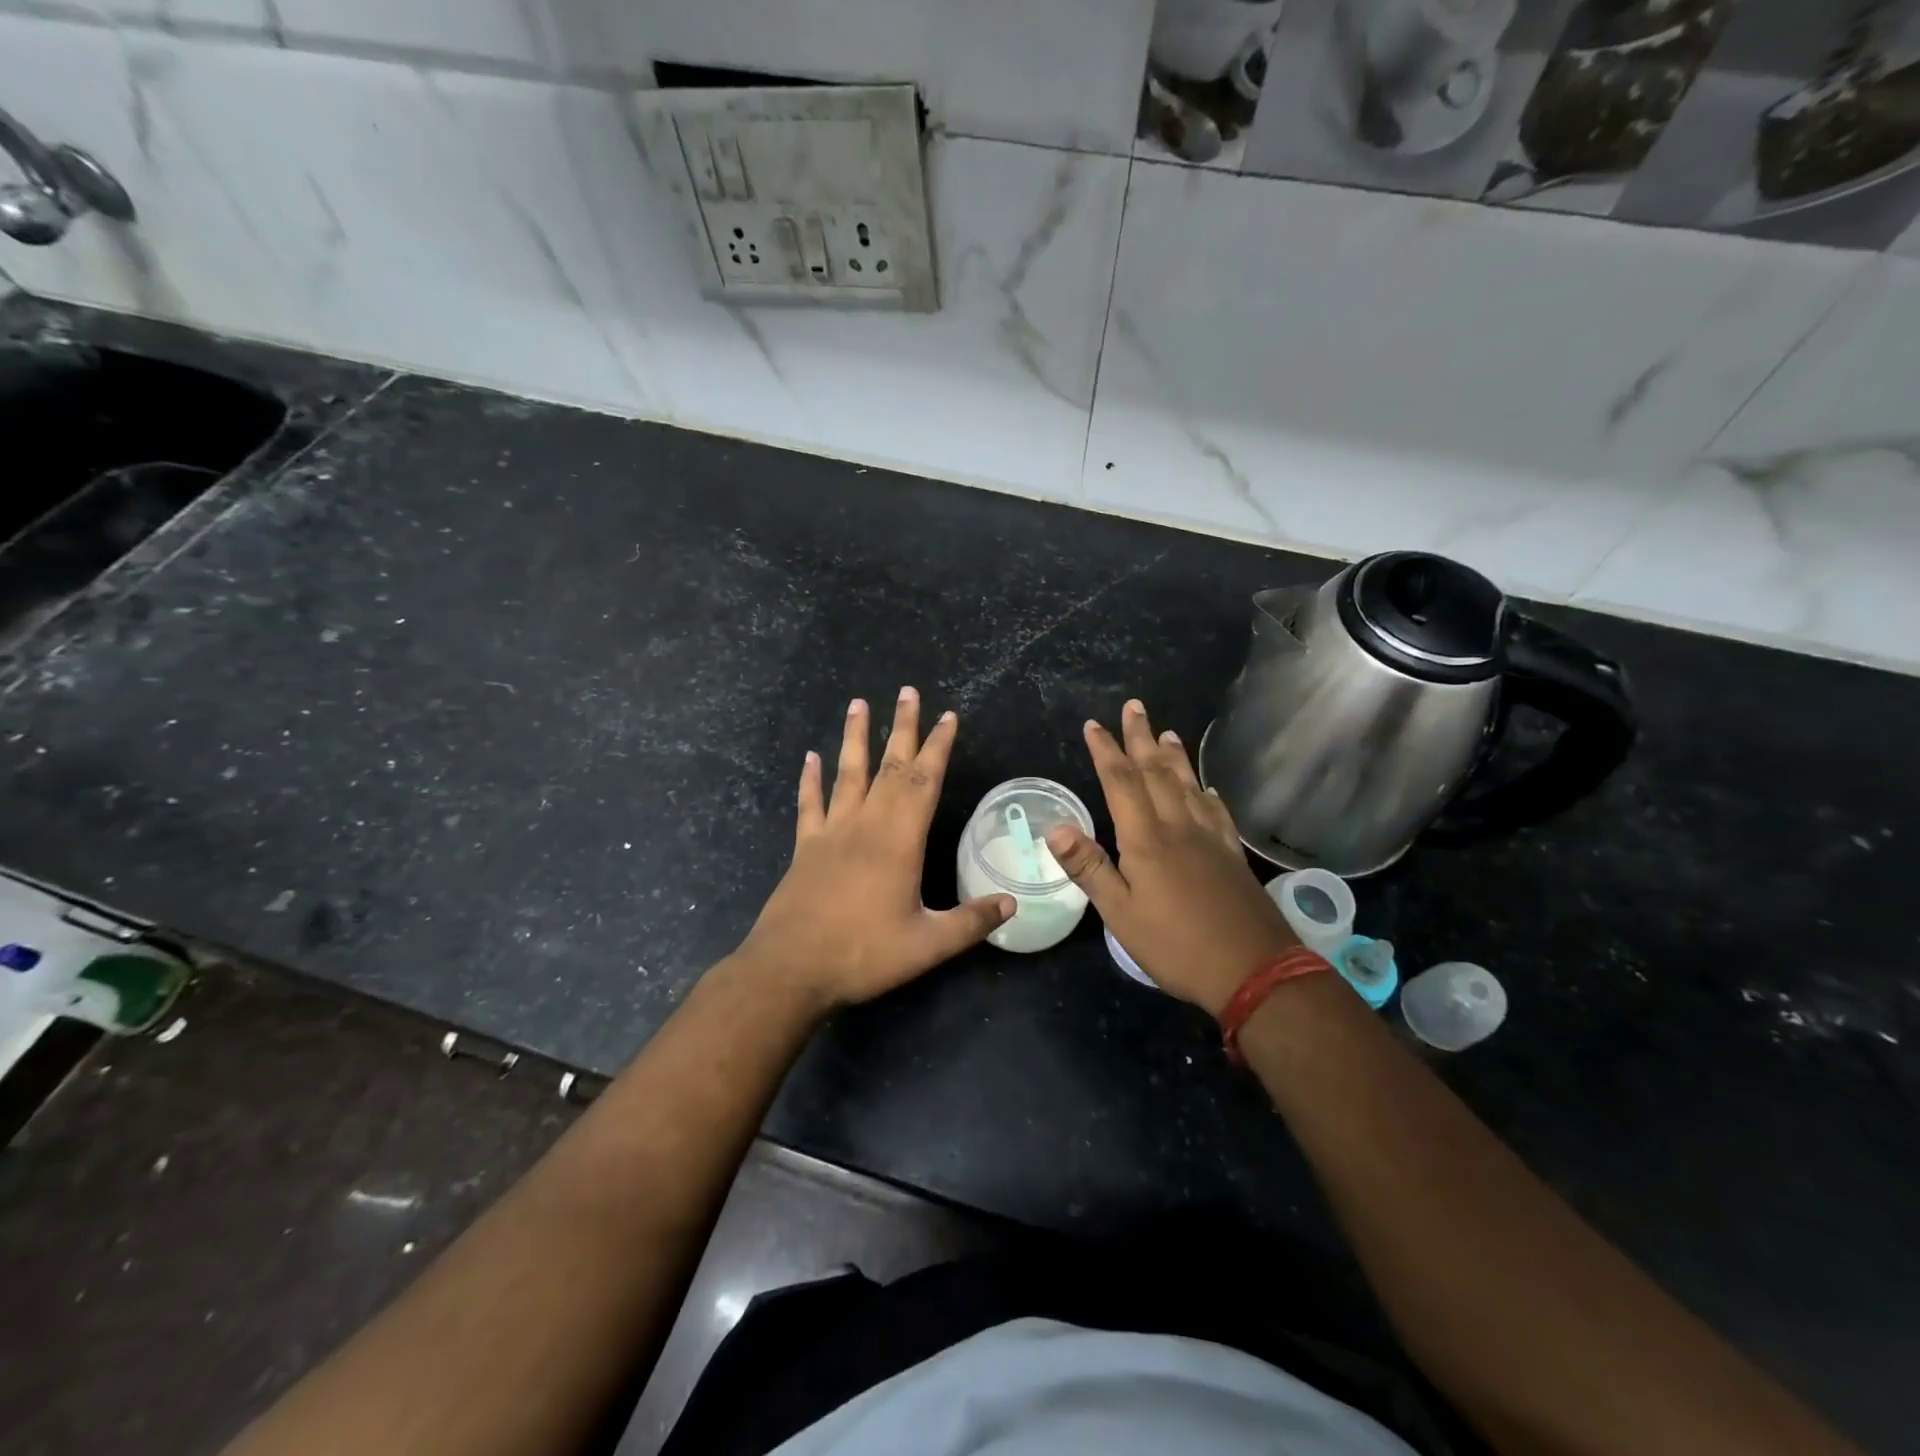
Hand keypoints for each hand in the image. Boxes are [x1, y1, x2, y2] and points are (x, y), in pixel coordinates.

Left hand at [735, 688, 1013, 1009]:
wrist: (791, 969)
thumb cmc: (863, 953)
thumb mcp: (927, 945)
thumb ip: (971, 922)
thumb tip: (1012, 904)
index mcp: (899, 840)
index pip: (923, 782)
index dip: (938, 748)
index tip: (948, 716)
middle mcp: (866, 825)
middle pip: (889, 766)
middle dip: (903, 728)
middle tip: (908, 691)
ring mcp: (831, 833)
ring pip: (847, 773)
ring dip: (855, 737)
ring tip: (859, 703)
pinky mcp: (805, 848)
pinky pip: (810, 804)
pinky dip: (811, 779)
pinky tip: (811, 757)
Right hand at [1045, 699, 1297, 1015]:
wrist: (1255, 970)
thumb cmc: (1176, 945)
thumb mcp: (1120, 914)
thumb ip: (1089, 868)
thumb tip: (1055, 827)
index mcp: (1146, 839)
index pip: (1121, 783)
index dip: (1106, 751)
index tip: (1094, 725)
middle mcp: (1179, 827)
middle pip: (1156, 773)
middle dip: (1141, 738)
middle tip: (1135, 707)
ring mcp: (1210, 839)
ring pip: (1188, 786)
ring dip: (1174, 757)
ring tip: (1168, 732)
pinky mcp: (1231, 856)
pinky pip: (1217, 813)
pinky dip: (1208, 794)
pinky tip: (1208, 789)